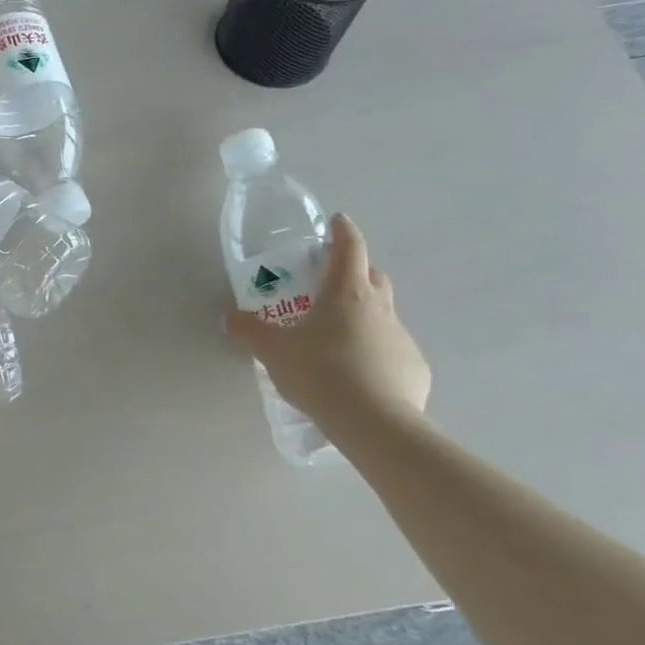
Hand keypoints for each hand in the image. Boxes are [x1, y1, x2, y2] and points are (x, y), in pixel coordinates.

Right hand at [226, 214, 430, 425]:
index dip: (343, 232)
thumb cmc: (320, 372)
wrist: (373, 422)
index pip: (350, 248)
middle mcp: (379, 307)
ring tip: (336, 341)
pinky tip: (357, 376)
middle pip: (373, 276)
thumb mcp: (272, 351)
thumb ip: (250, 331)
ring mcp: (401, 337)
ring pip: (382, 315)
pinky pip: (391, 350)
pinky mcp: (414, 367)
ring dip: (363, 317)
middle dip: (355, 272)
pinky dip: (375, 353)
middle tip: (329, 285)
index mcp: (346, 293)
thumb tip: (230, 317)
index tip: (337, 222)